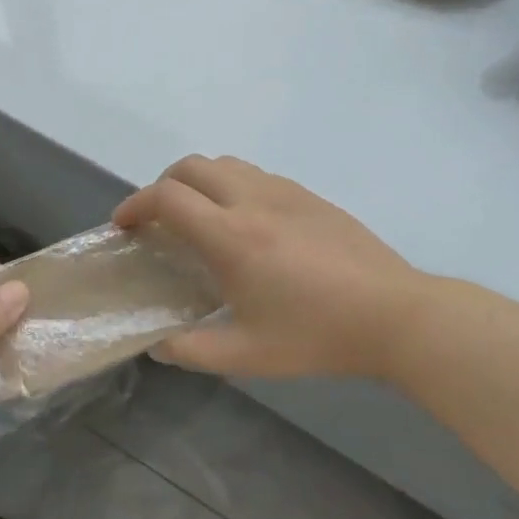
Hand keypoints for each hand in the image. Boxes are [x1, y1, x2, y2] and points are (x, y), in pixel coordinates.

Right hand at [112, 155, 430, 380]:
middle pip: (190, 166)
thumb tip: (158, 344)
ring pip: (224, 163)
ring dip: (197, 180)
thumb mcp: (248, 355)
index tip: (123, 226)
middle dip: (161, 185)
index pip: (167, 198)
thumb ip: (193, 350)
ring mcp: (284, 192)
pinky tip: (244, 221)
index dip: (135, 205)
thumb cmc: (317, 335)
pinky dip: (230, 185)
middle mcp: (251, 200)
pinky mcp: (309, 195)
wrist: (395, 314)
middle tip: (157, 219)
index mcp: (230, 236)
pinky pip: (255, 174)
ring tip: (197, 215)